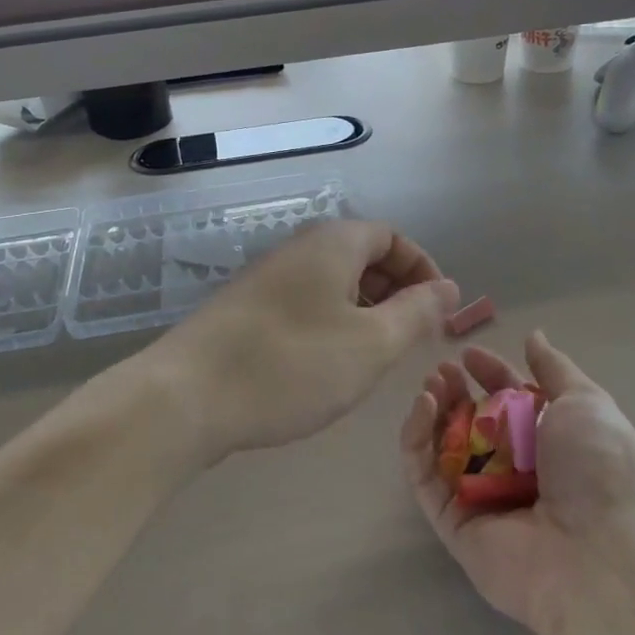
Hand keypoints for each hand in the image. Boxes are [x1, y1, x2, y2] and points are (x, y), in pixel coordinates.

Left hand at [155, 220, 458, 464]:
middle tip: (411, 339)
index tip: (439, 312)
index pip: (391, 237)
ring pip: (332, 284)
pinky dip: (330, 325)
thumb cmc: (292, 365)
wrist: (186, 398)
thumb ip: (417, 313)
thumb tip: (449, 287)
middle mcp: (298, 249)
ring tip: (374, 357)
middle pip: (361, 256)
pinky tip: (327, 366)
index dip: (423, 270)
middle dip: (396, 292)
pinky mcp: (245, 310)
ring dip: (363, 312)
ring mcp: (266, 279)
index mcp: (332, 243)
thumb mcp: (371, 343)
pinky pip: (304, 304)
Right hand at [401, 332, 634, 634]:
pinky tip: (423, 407)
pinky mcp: (454, 524)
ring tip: (430, 384)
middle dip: (456, 392)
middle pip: (473, 424)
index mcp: (549, 444)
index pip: (509, 402)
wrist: (599, 556)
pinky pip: (426, 478)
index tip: (468, 354)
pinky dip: (417, 441)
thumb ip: (555, 369)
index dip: (489, 375)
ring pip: (444, 448)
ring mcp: (483, 499)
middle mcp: (515, 471)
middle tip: (442, 370)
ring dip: (433, 412)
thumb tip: (534, 336)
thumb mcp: (586, 403)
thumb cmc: (598, 468)